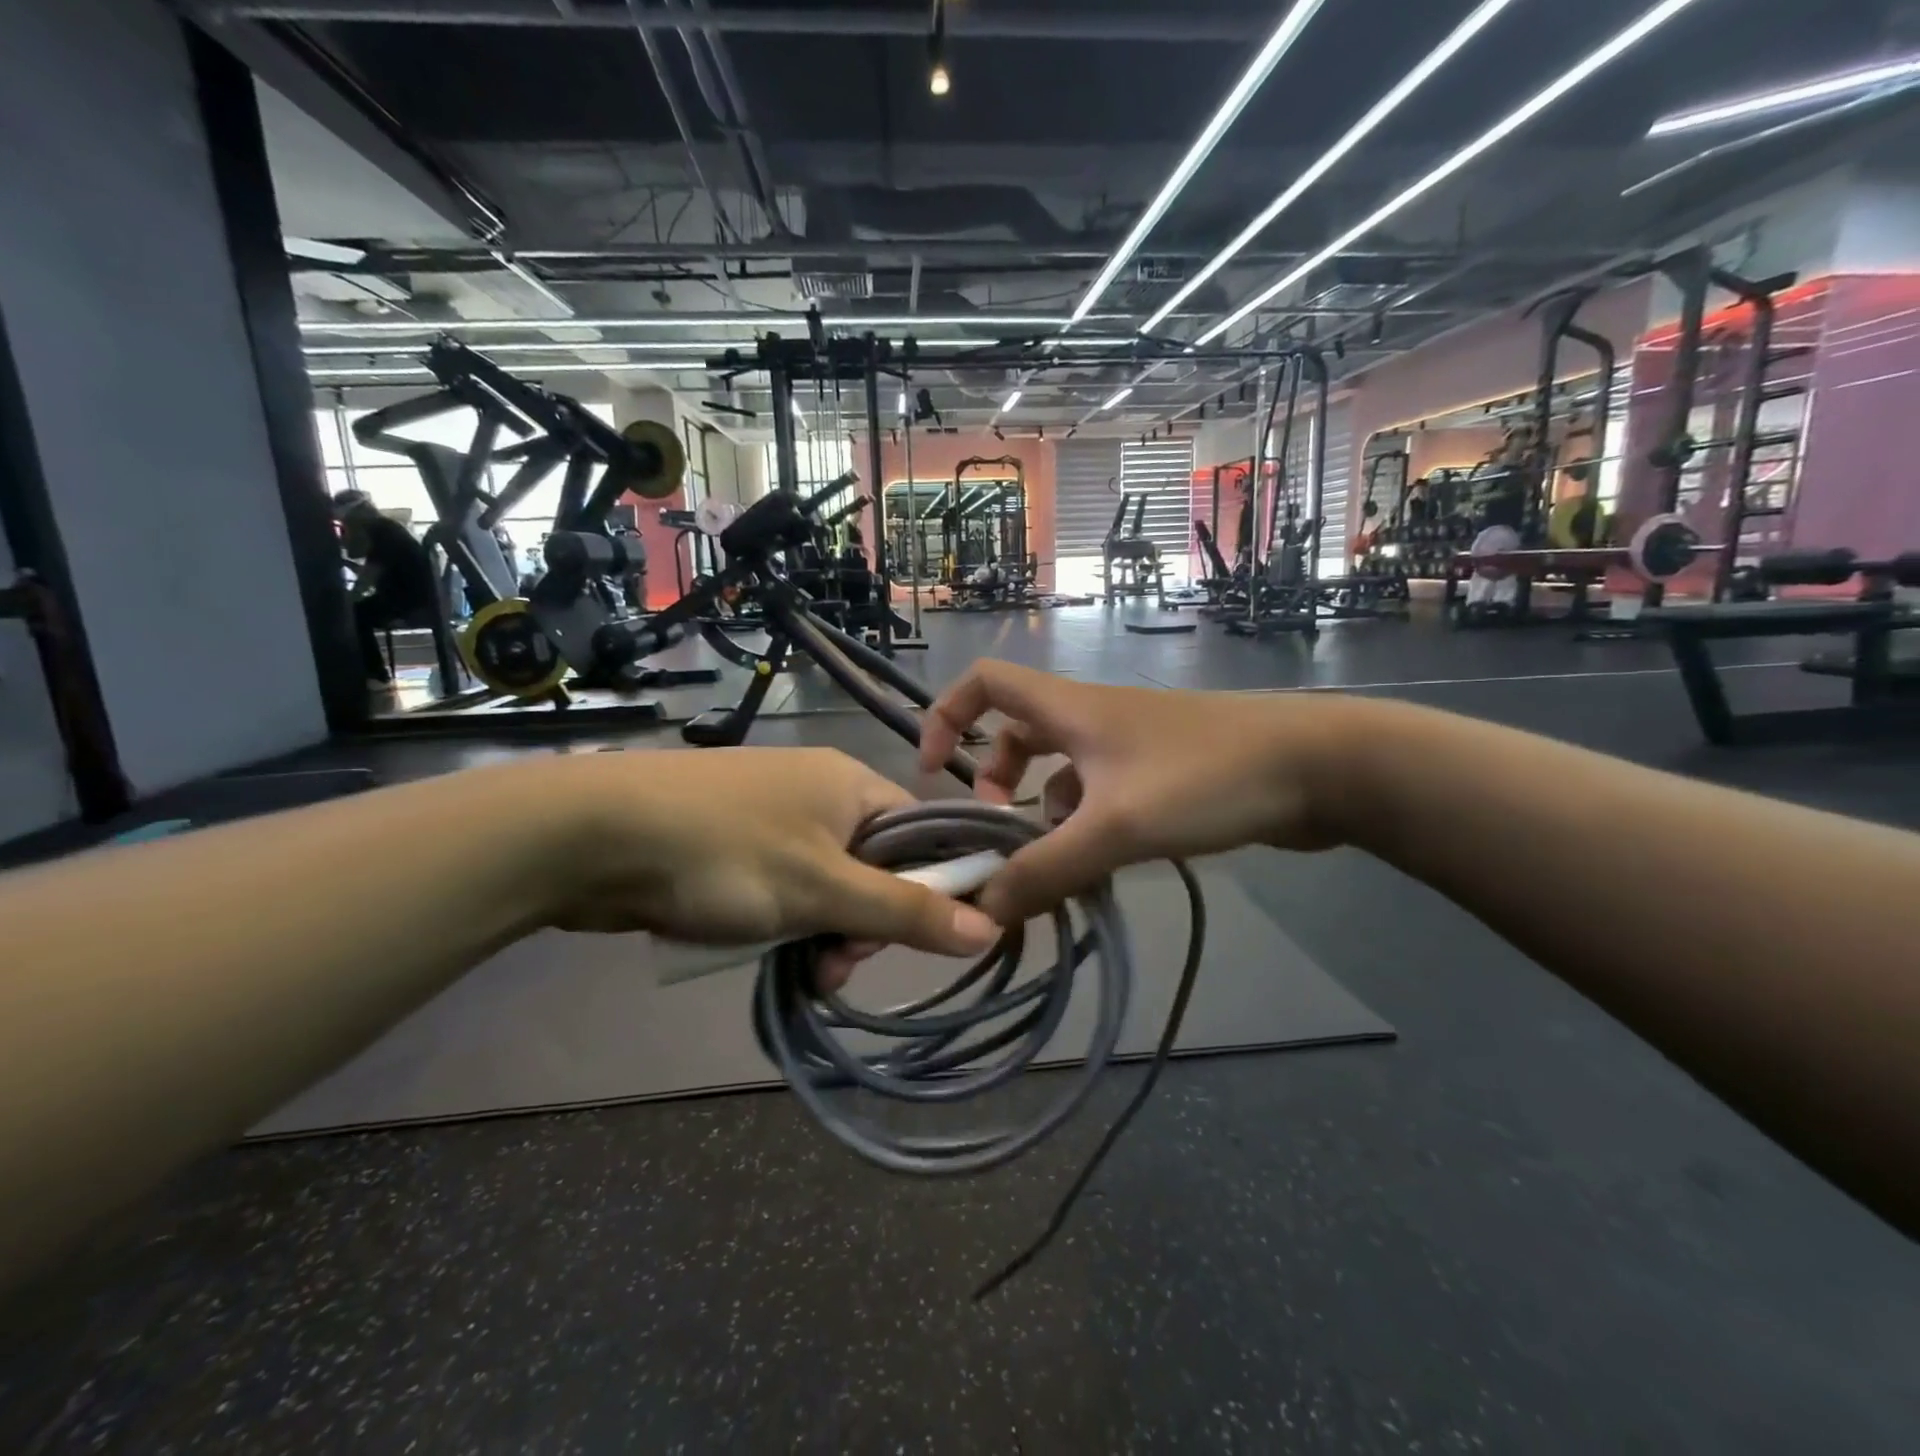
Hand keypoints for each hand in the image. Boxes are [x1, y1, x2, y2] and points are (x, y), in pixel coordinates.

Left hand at [542, 749, 999, 983]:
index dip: (931, 885)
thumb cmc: (726, 853)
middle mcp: (819, 793)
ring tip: (805, 971)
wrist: (594, 835)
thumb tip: (989, 927)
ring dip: (824, 931)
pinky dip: (785, 922)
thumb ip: (905, 910)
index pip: (922, 832)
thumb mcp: (823, 889)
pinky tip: (770, 952)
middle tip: (840, 963)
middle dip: (866, 921)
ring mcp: (773, 817)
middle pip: (875, 864)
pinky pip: (784, 887)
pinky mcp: (734, 844)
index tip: (917, 937)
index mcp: (852, 784)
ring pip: (827, 884)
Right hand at [918, 661, 1353, 922]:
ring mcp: (1131, 745)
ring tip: (1052, 865)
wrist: (1319, 769)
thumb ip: (1045, 870)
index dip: (946, 716)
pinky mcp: (1163, 773)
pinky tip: (1101, 866)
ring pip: (1061, 771)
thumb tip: (983, 908)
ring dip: (1043, 814)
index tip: (934, 773)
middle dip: (996, 782)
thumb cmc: (1206, 779)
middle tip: (998, 833)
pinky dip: (1085, 825)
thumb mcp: (1114, 828)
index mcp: (1070, 709)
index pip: (985, 683)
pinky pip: (1100, 793)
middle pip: (1018, 734)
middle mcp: (1093, 718)